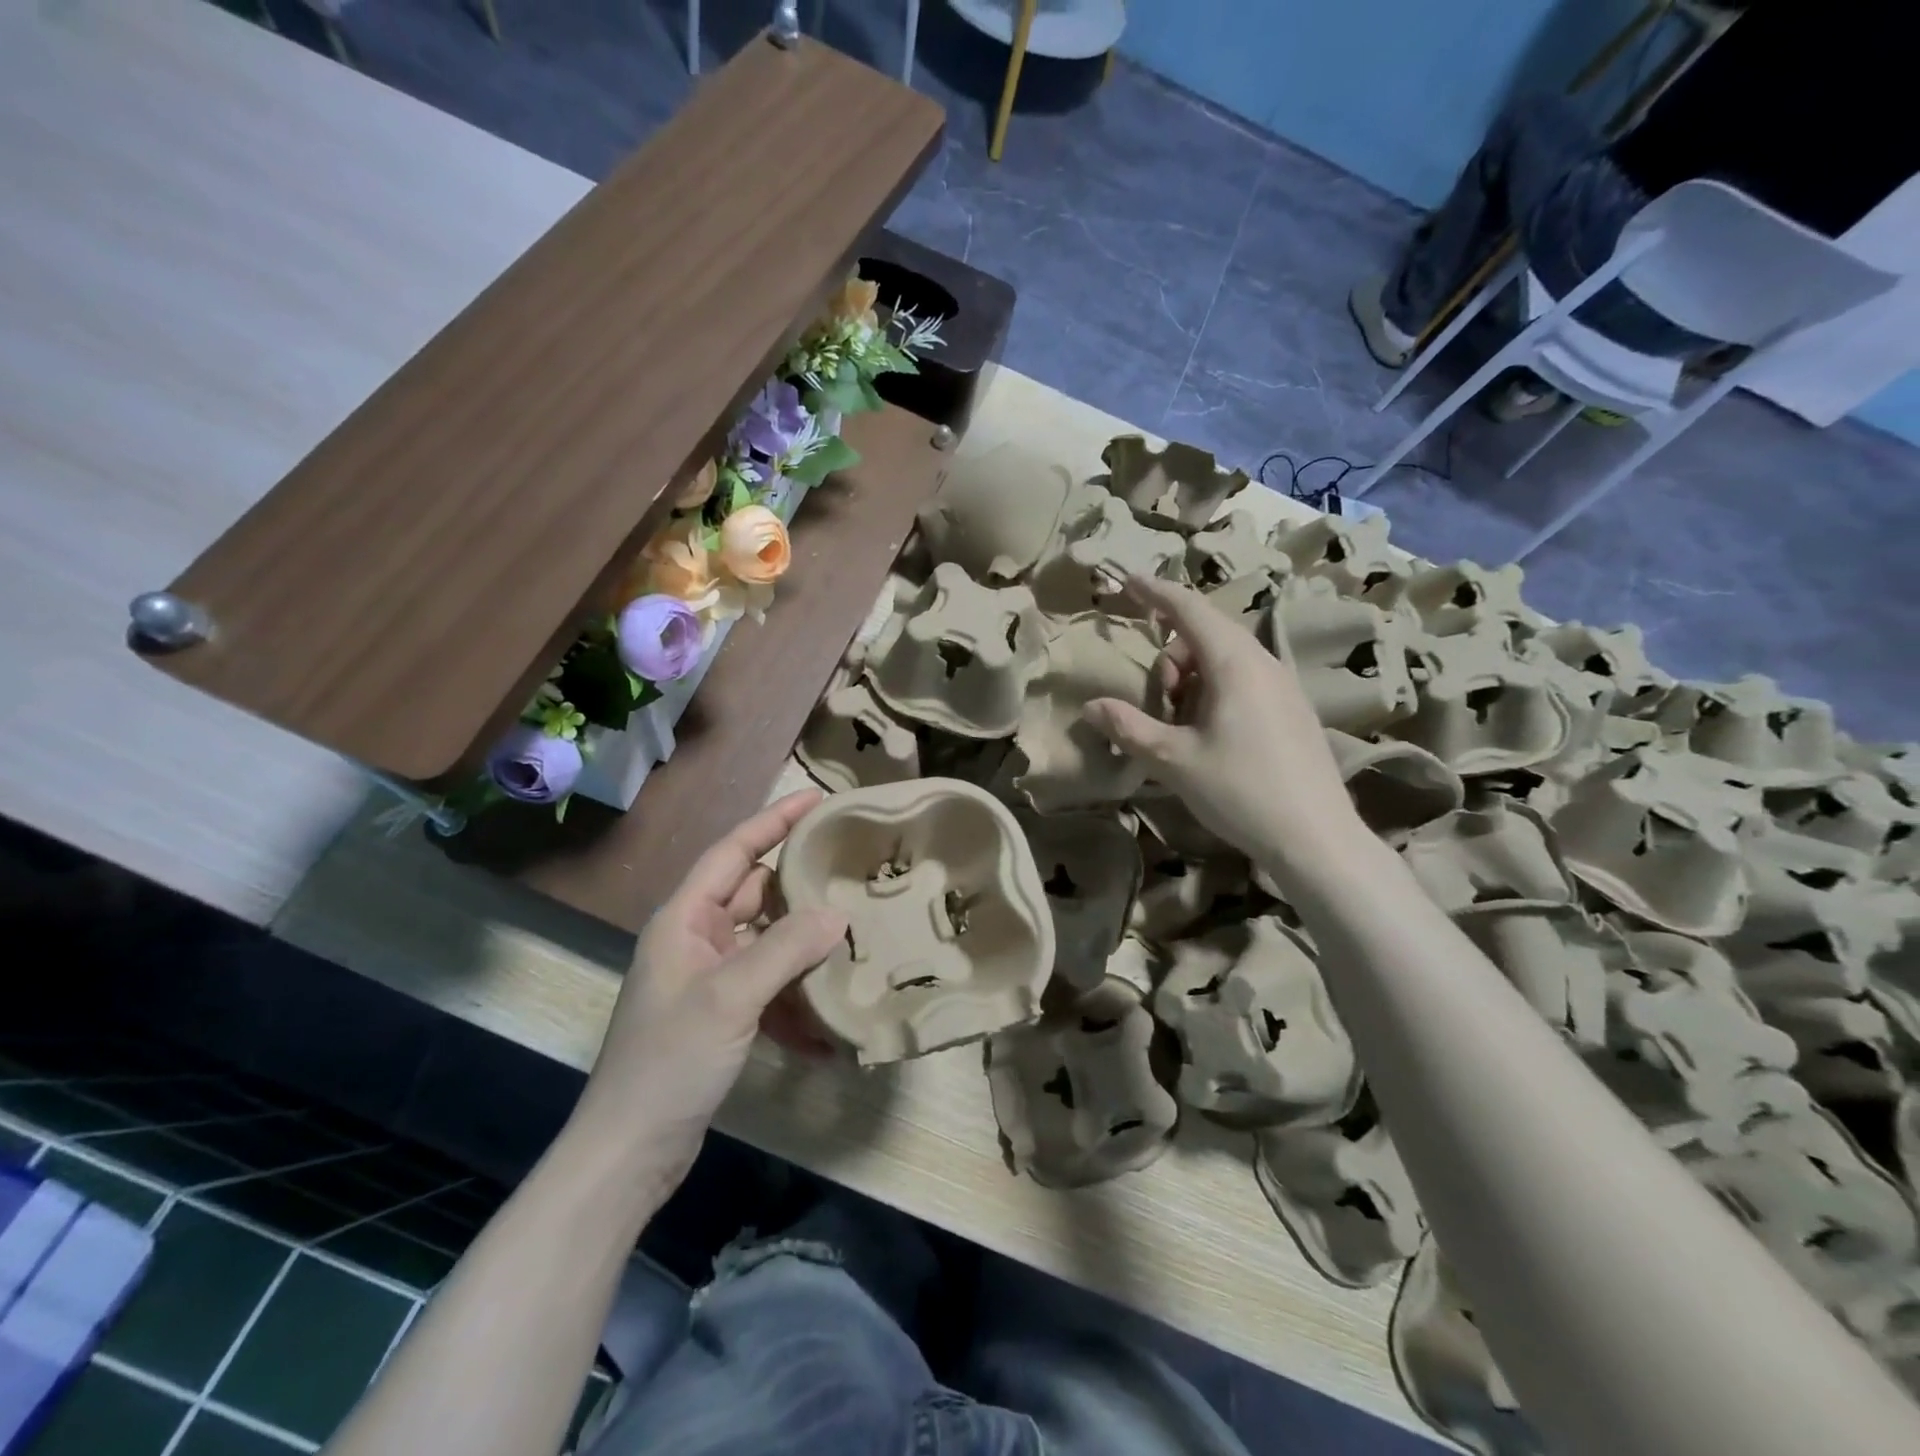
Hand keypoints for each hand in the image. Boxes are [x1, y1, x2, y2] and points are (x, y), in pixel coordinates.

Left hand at [573, 791, 846, 1191]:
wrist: (630, 1151)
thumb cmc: (669, 1060)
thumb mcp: (730, 997)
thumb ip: (785, 948)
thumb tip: (838, 914)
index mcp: (685, 919)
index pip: (734, 852)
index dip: (774, 821)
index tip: (818, 799)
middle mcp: (697, 939)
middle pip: (755, 893)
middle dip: (800, 881)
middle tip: (852, 866)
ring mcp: (710, 978)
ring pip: (768, 940)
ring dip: (806, 939)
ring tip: (857, 928)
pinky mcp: (724, 1015)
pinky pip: (770, 985)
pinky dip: (798, 993)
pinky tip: (833, 1013)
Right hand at [1084, 574, 1360, 875]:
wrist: (1316, 839)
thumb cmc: (1240, 790)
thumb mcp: (1173, 761)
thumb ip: (1128, 728)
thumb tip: (1091, 706)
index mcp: (1234, 663)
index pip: (1188, 608)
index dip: (1154, 592)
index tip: (1127, 580)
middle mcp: (1263, 662)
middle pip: (1205, 634)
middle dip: (1170, 657)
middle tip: (1158, 703)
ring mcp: (1284, 686)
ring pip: (1224, 660)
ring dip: (1192, 679)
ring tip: (1182, 727)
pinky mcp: (1292, 710)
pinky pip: (1244, 681)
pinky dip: (1215, 692)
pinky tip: (1210, 737)